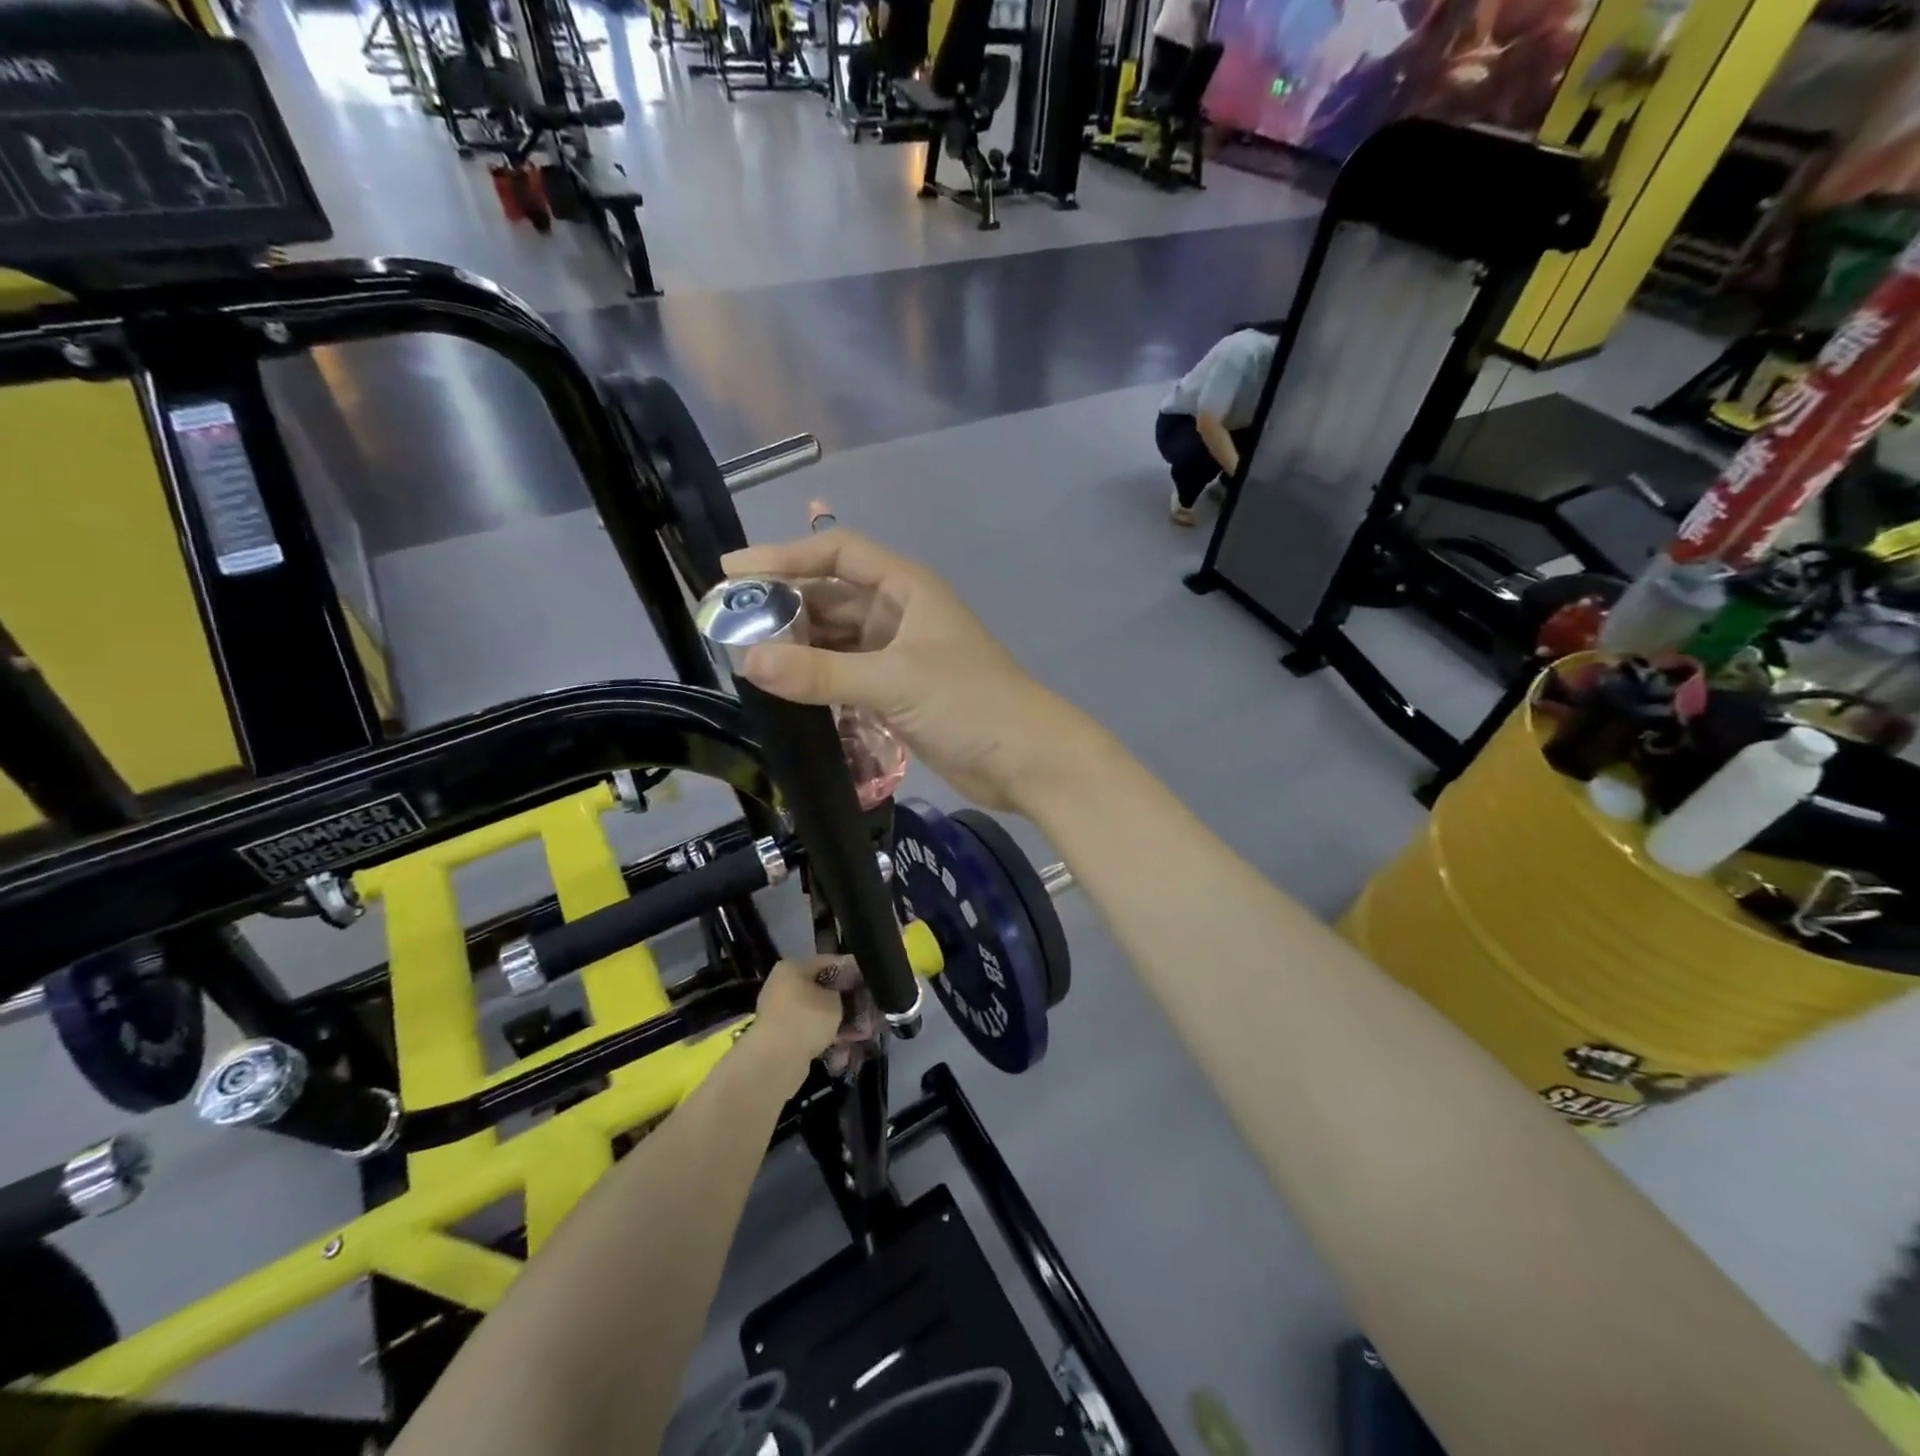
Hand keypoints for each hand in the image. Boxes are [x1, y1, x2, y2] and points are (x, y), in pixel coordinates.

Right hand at [720, 531, 1086, 811]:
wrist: (1027, 760)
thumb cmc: (970, 704)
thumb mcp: (894, 681)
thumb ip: (822, 673)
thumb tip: (747, 661)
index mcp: (906, 589)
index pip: (837, 553)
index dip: (784, 556)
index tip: (732, 571)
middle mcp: (900, 614)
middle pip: (832, 596)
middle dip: (784, 606)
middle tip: (728, 624)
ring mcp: (899, 655)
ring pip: (837, 639)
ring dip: (798, 646)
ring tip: (745, 658)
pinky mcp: (899, 692)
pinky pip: (846, 675)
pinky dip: (818, 679)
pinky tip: (785, 689)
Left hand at [752, 955, 876, 1073]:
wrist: (775, 1061)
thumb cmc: (806, 1019)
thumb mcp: (834, 999)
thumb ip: (844, 991)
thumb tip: (847, 991)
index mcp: (792, 968)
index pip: (828, 962)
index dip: (851, 971)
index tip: (868, 981)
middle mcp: (783, 985)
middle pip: (821, 988)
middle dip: (844, 1000)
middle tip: (866, 1009)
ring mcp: (780, 1012)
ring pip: (816, 1012)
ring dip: (837, 1021)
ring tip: (859, 1032)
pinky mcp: (781, 1035)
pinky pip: (809, 1030)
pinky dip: (825, 1035)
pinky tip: (844, 1046)